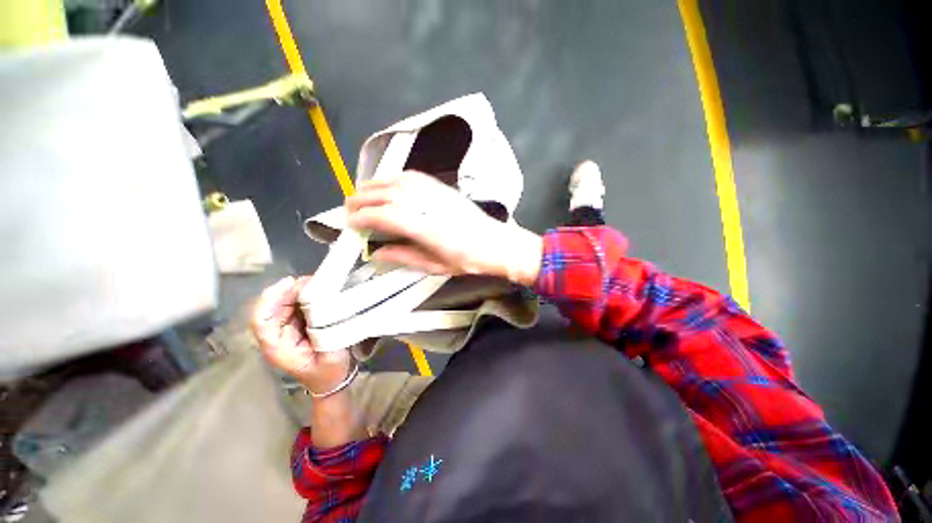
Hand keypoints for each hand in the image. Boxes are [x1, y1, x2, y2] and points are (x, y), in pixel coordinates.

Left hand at [250, 276, 351, 394]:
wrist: (331, 381)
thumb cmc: (329, 372)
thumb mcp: (332, 355)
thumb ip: (326, 331)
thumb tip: (327, 305)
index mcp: (277, 347)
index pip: (261, 320)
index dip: (272, 299)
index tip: (291, 283)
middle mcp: (277, 335)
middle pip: (273, 306)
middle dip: (290, 289)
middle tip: (315, 280)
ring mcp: (286, 328)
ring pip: (284, 303)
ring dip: (299, 290)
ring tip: (319, 282)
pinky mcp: (296, 324)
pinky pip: (296, 305)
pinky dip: (306, 294)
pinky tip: (320, 289)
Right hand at [346, 171, 542, 284]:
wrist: (496, 244)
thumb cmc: (467, 260)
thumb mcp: (435, 266)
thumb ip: (404, 257)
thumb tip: (377, 253)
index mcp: (425, 228)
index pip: (385, 215)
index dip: (363, 217)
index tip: (350, 223)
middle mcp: (428, 205)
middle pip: (387, 194)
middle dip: (362, 198)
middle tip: (348, 207)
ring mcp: (436, 193)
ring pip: (398, 181)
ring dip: (375, 185)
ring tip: (362, 193)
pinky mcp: (443, 188)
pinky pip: (414, 177)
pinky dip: (395, 178)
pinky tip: (389, 185)